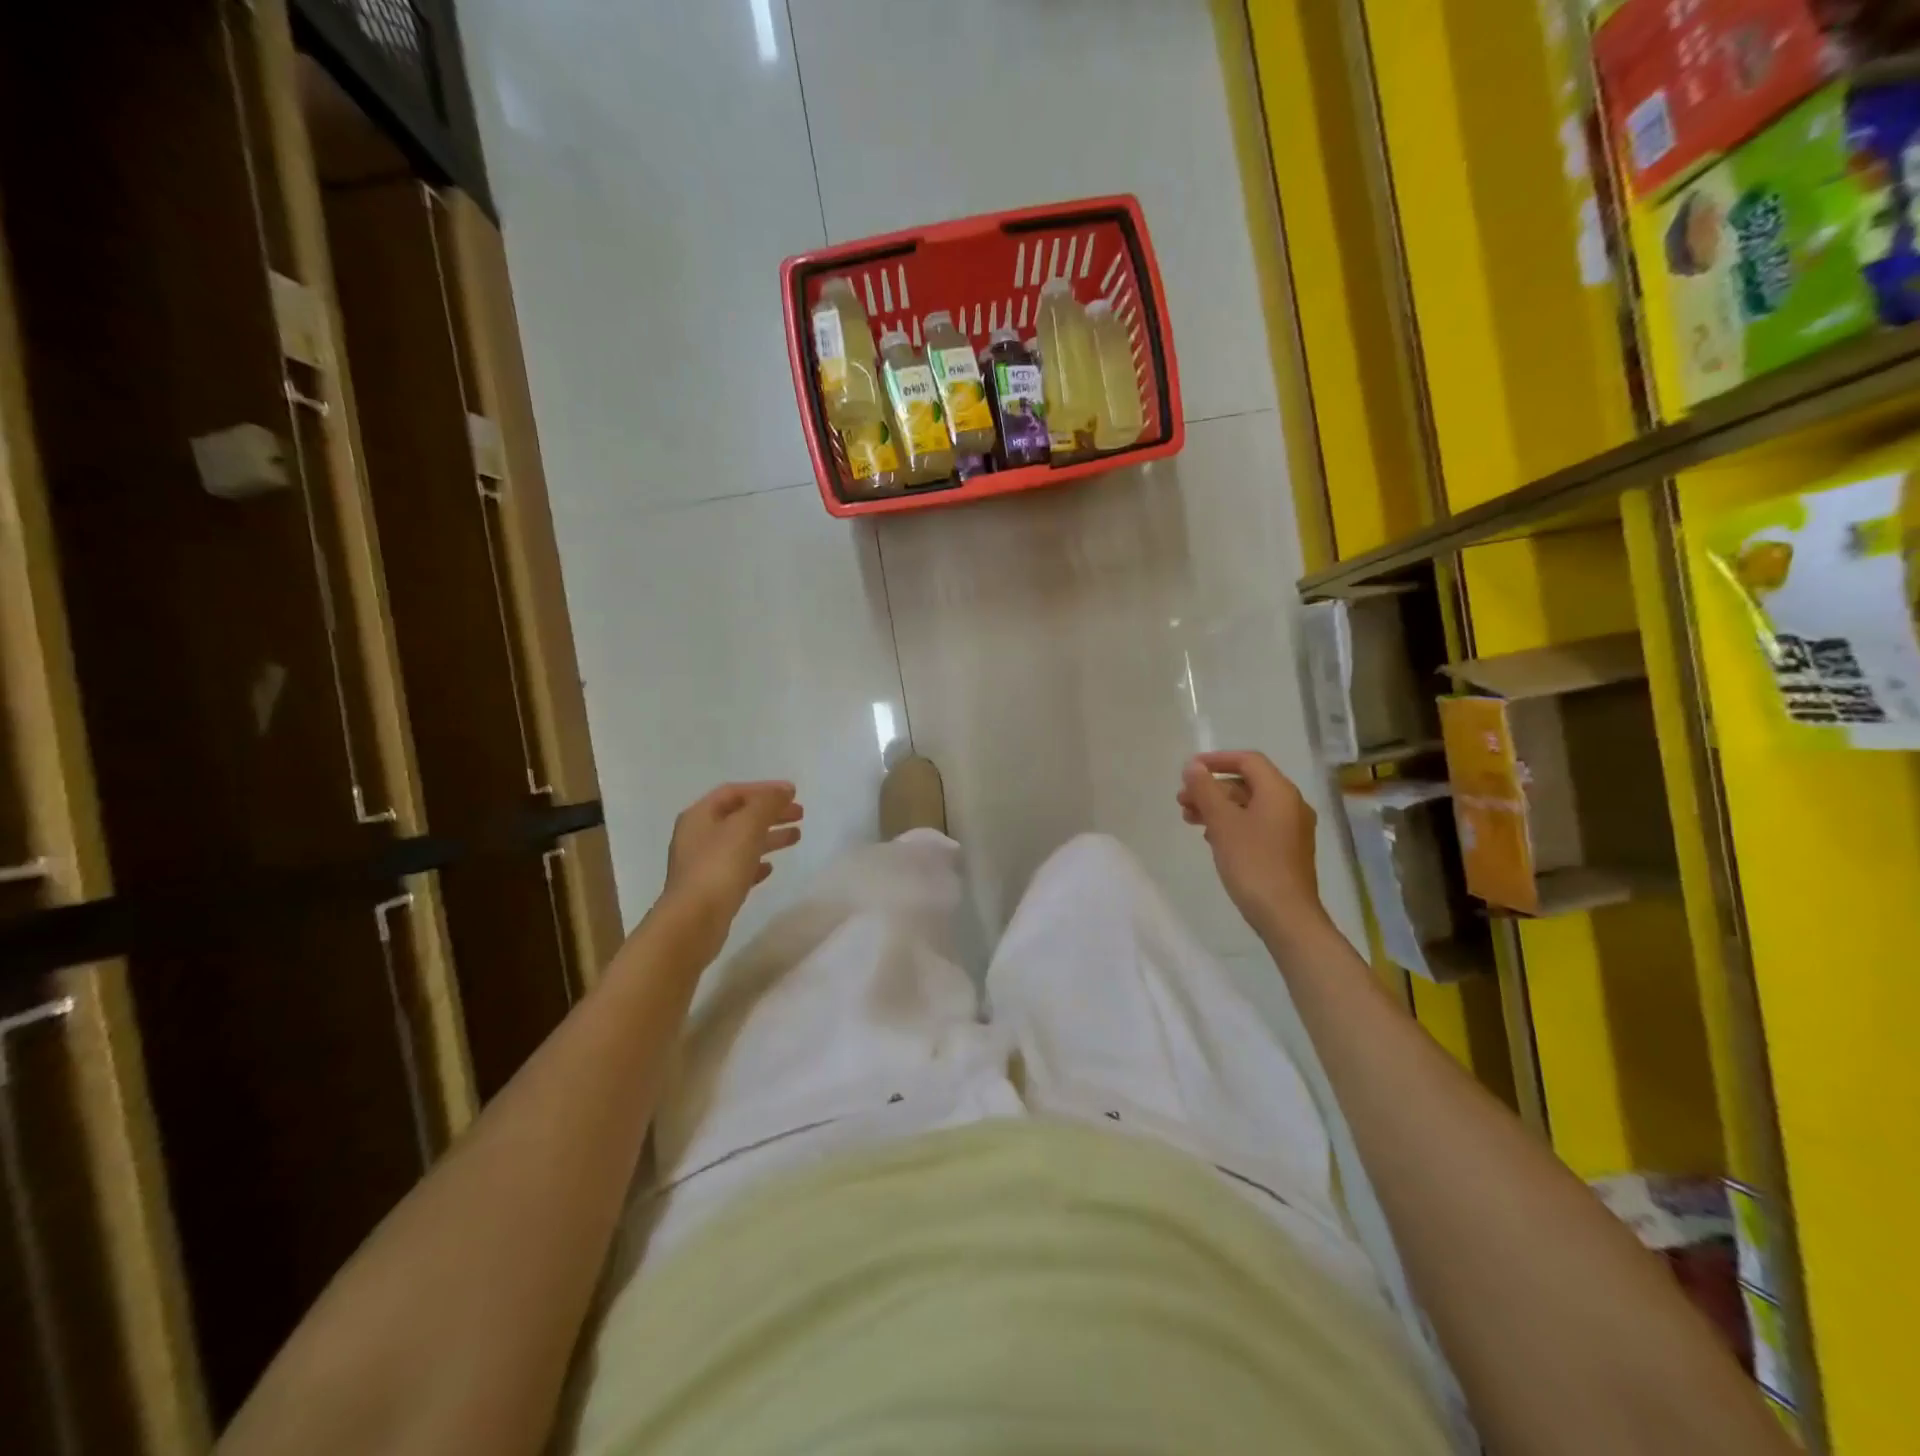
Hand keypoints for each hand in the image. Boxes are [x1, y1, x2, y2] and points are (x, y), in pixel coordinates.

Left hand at [657, 781, 802, 958]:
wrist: (693, 922)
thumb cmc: (719, 867)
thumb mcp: (747, 826)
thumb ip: (767, 803)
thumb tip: (785, 790)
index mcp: (700, 816)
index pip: (734, 792)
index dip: (764, 789)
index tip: (793, 794)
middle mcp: (697, 836)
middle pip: (739, 816)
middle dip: (769, 813)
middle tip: (799, 815)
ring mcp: (702, 864)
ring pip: (740, 842)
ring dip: (768, 837)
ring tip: (796, 838)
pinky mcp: (710, 890)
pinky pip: (737, 868)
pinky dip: (756, 863)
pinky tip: (770, 868)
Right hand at [1177, 751, 1330, 944]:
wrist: (1286, 915)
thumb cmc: (1253, 862)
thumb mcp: (1223, 822)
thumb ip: (1206, 790)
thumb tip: (1193, 767)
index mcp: (1279, 791)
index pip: (1248, 760)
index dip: (1217, 760)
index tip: (1189, 770)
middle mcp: (1291, 804)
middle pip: (1247, 783)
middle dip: (1212, 788)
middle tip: (1182, 800)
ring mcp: (1291, 829)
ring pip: (1249, 806)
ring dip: (1218, 807)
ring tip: (1189, 819)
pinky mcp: (1287, 850)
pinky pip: (1257, 824)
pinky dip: (1232, 824)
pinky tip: (1212, 838)